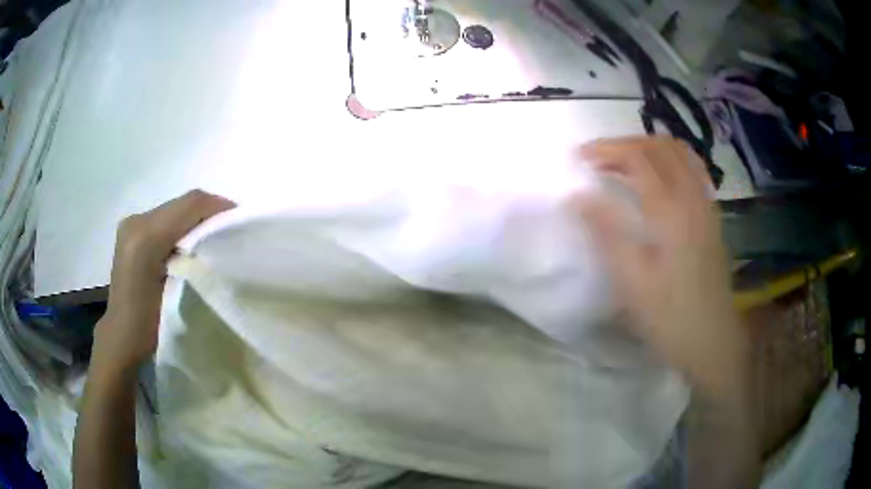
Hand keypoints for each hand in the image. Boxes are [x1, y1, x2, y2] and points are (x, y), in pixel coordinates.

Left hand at [93, 190, 234, 372]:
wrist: (122, 337)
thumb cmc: (151, 326)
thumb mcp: (178, 293)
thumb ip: (197, 258)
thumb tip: (221, 238)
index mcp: (145, 235)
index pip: (190, 205)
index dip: (220, 207)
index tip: (242, 222)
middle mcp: (137, 220)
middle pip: (183, 203)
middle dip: (211, 212)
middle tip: (232, 229)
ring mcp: (133, 225)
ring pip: (176, 209)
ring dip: (199, 218)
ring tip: (217, 236)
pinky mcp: (133, 232)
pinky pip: (166, 218)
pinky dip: (185, 224)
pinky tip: (193, 243)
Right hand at [577, 137, 744, 394]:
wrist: (712, 341)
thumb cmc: (669, 317)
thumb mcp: (631, 282)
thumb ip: (606, 233)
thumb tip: (577, 196)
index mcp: (670, 211)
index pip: (637, 157)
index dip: (605, 150)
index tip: (579, 158)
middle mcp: (691, 197)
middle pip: (658, 146)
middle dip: (625, 144)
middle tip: (598, 160)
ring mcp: (706, 204)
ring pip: (679, 153)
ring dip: (648, 148)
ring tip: (625, 163)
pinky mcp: (711, 216)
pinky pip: (692, 169)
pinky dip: (670, 160)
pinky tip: (658, 178)